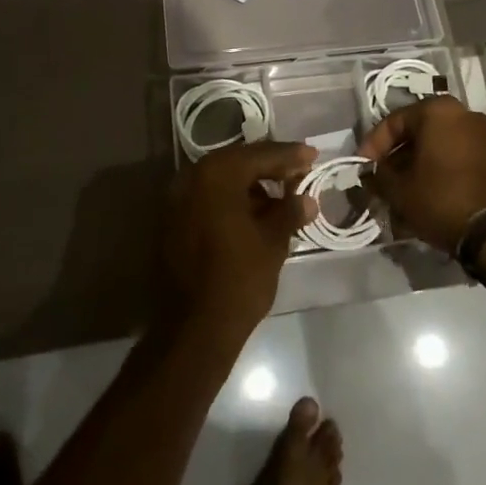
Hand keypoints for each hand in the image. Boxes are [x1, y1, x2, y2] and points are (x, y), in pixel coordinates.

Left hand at [164, 141, 317, 336]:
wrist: (193, 329)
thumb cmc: (239, 279)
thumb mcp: (273, 242)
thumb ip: (290, 212)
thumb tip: (306, 199)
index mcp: (217, 174)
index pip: (260, 155)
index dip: (290, 156)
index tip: (313, 155)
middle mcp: (192, 177)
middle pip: (239, 162)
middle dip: (270, 167)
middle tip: (299, 173)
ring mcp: (177, 199)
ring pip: (223, 180)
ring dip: (252, 185)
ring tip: (282, 198)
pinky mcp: (172, 221)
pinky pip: (209, 198)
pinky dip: (232, 200)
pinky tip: (256, 214)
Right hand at [358, 96, 485, 251]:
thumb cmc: (442, 200)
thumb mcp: (399, 191)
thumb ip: (379, 176)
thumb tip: (371, 173)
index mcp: (439, 111)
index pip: (394, 121)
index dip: (373, 145)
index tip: (362, 168)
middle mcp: (466, 115)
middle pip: (421, 133)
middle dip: (399, 158)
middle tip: (384, 181)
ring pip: (443, 148)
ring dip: (422, 167)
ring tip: (407, 194)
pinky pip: (463, 161)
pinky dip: (445, 174)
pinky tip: (434, 199)